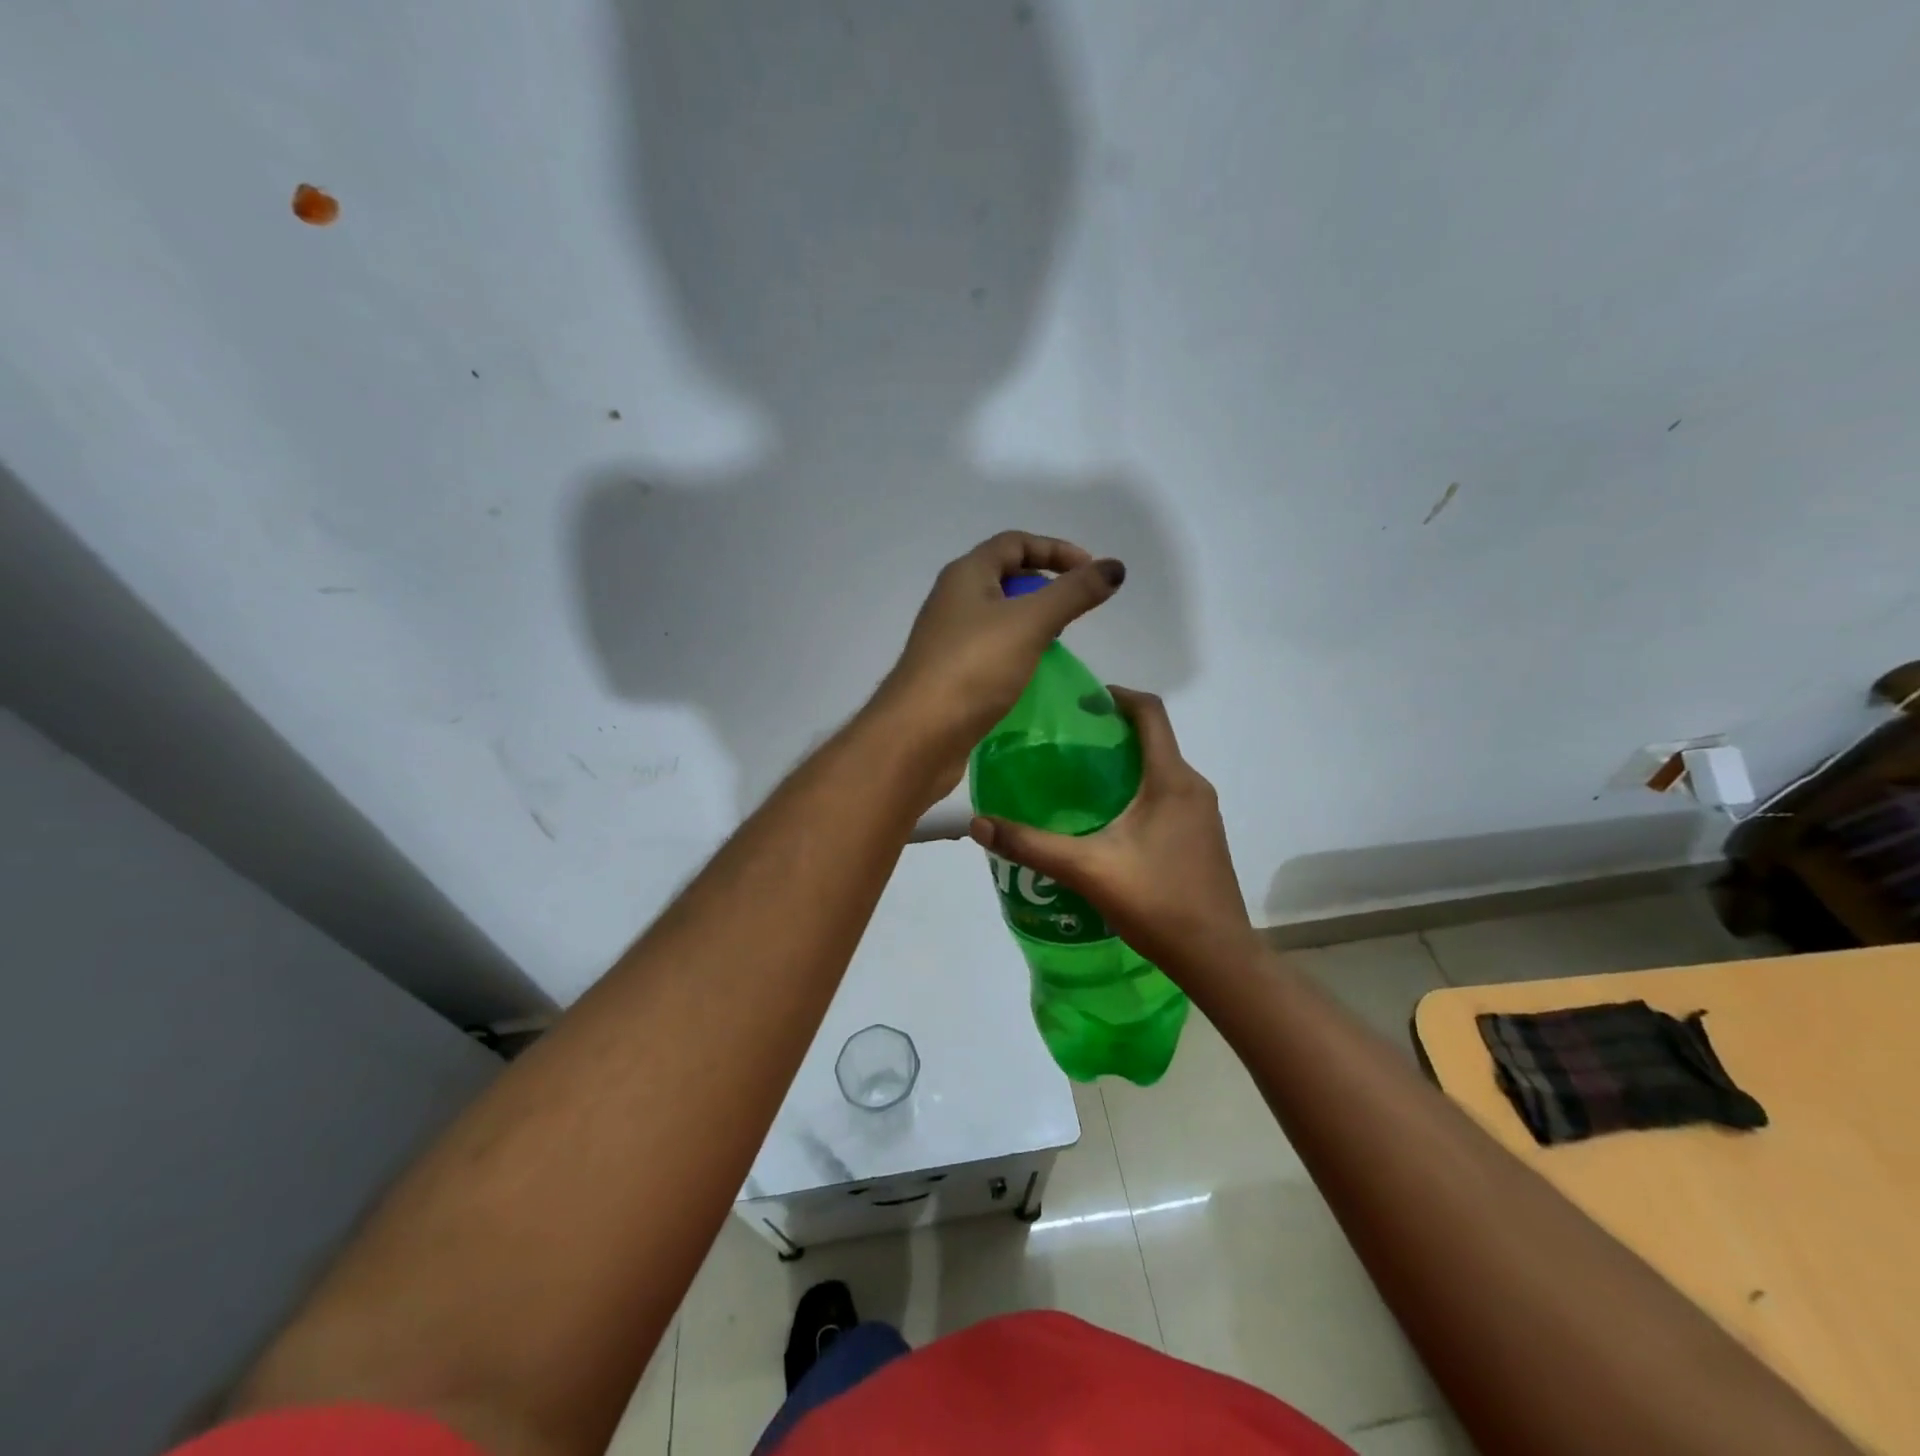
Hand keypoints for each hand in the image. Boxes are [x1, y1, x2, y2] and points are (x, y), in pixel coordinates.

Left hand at [874, 531, 1124, 797]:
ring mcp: (948, 639)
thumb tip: (1114, 568)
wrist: (918, 734)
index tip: (1091, 571)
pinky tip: (1032, 673)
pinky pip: (991, 650)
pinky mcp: (951, 674)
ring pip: (998, 617)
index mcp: (966, 575)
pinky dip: (1016, 652)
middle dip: (1044, 586)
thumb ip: (1073, 593)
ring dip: (1031, 622)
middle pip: (1005, 577)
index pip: (1015, 543)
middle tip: (1075, 610)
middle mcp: (953, 600)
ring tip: (1058, 642)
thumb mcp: (1031, 623)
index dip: (1056, 549)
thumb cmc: (973, 669)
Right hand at [966, 688, 1259, 981]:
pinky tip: (1108, 822)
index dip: (1117, 696)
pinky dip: (1138, 792)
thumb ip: (1032, 845)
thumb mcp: (1087, 870)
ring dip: (1125, 765)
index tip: (1080, 702)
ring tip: (1080, 781)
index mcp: (1171, 780)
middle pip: (1154, 740)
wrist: (1218, 958)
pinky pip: (1167, 796)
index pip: (1151, 712)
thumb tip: (978, 824)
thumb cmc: (1157, 902)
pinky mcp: (1202, 837)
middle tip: (1066, 744)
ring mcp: (1203, 814)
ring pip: (1160, 771)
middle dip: (1112, 733)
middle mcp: (1193, 787)